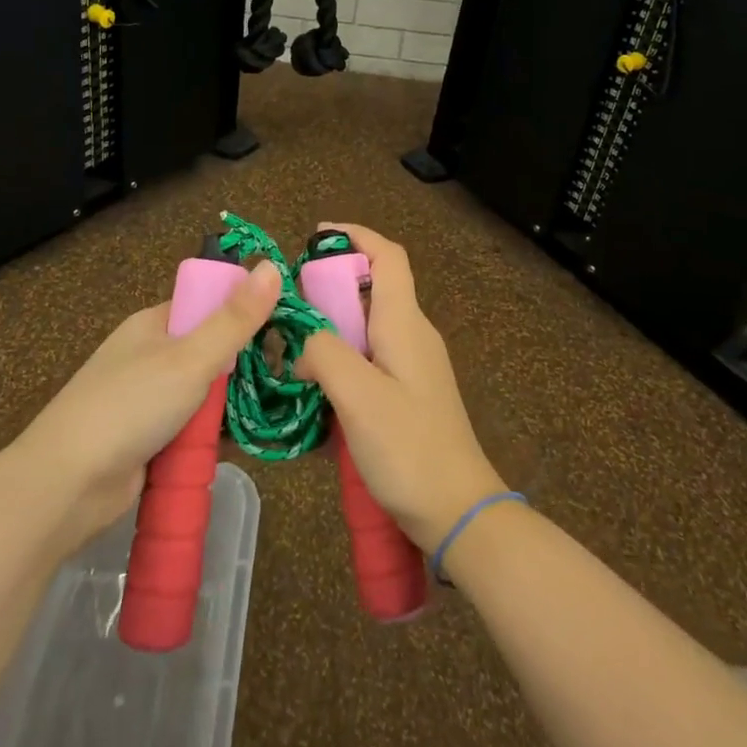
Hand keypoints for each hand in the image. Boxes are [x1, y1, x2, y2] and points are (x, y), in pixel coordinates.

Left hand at [13, 261, 281, 550]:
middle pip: (209, 350)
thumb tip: (270, 265)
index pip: (208, 304)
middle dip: (239, 367)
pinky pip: (190, 427)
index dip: (244, 312)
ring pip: (202, 392)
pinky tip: (236, 443)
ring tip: (266, 412)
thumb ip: (234, 318)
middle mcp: (149, 354)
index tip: (284, 329)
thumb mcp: (190, 358)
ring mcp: (146, 398)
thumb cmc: (130, 406)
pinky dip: (209, 435)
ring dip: (226, 406)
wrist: (66, 486)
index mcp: (154, 323)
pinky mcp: (147, 438)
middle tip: (281, 378)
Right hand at [297, 223, 503, 551]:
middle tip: (287, 305)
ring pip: (366, 325)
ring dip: (330, 326)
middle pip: (371, 288)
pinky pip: (369, 357)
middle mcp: (412, 334)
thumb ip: (324, 353)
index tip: (314, 236)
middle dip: (329, 286)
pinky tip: (315, 387)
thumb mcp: (359, 396)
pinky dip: (340, 358)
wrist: (458, 511)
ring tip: (290, 348)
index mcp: (404, 322)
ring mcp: (413, 364)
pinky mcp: (408, 392)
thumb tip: (300, 340)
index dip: (354, 235)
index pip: (387, 256)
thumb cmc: (410, 448)